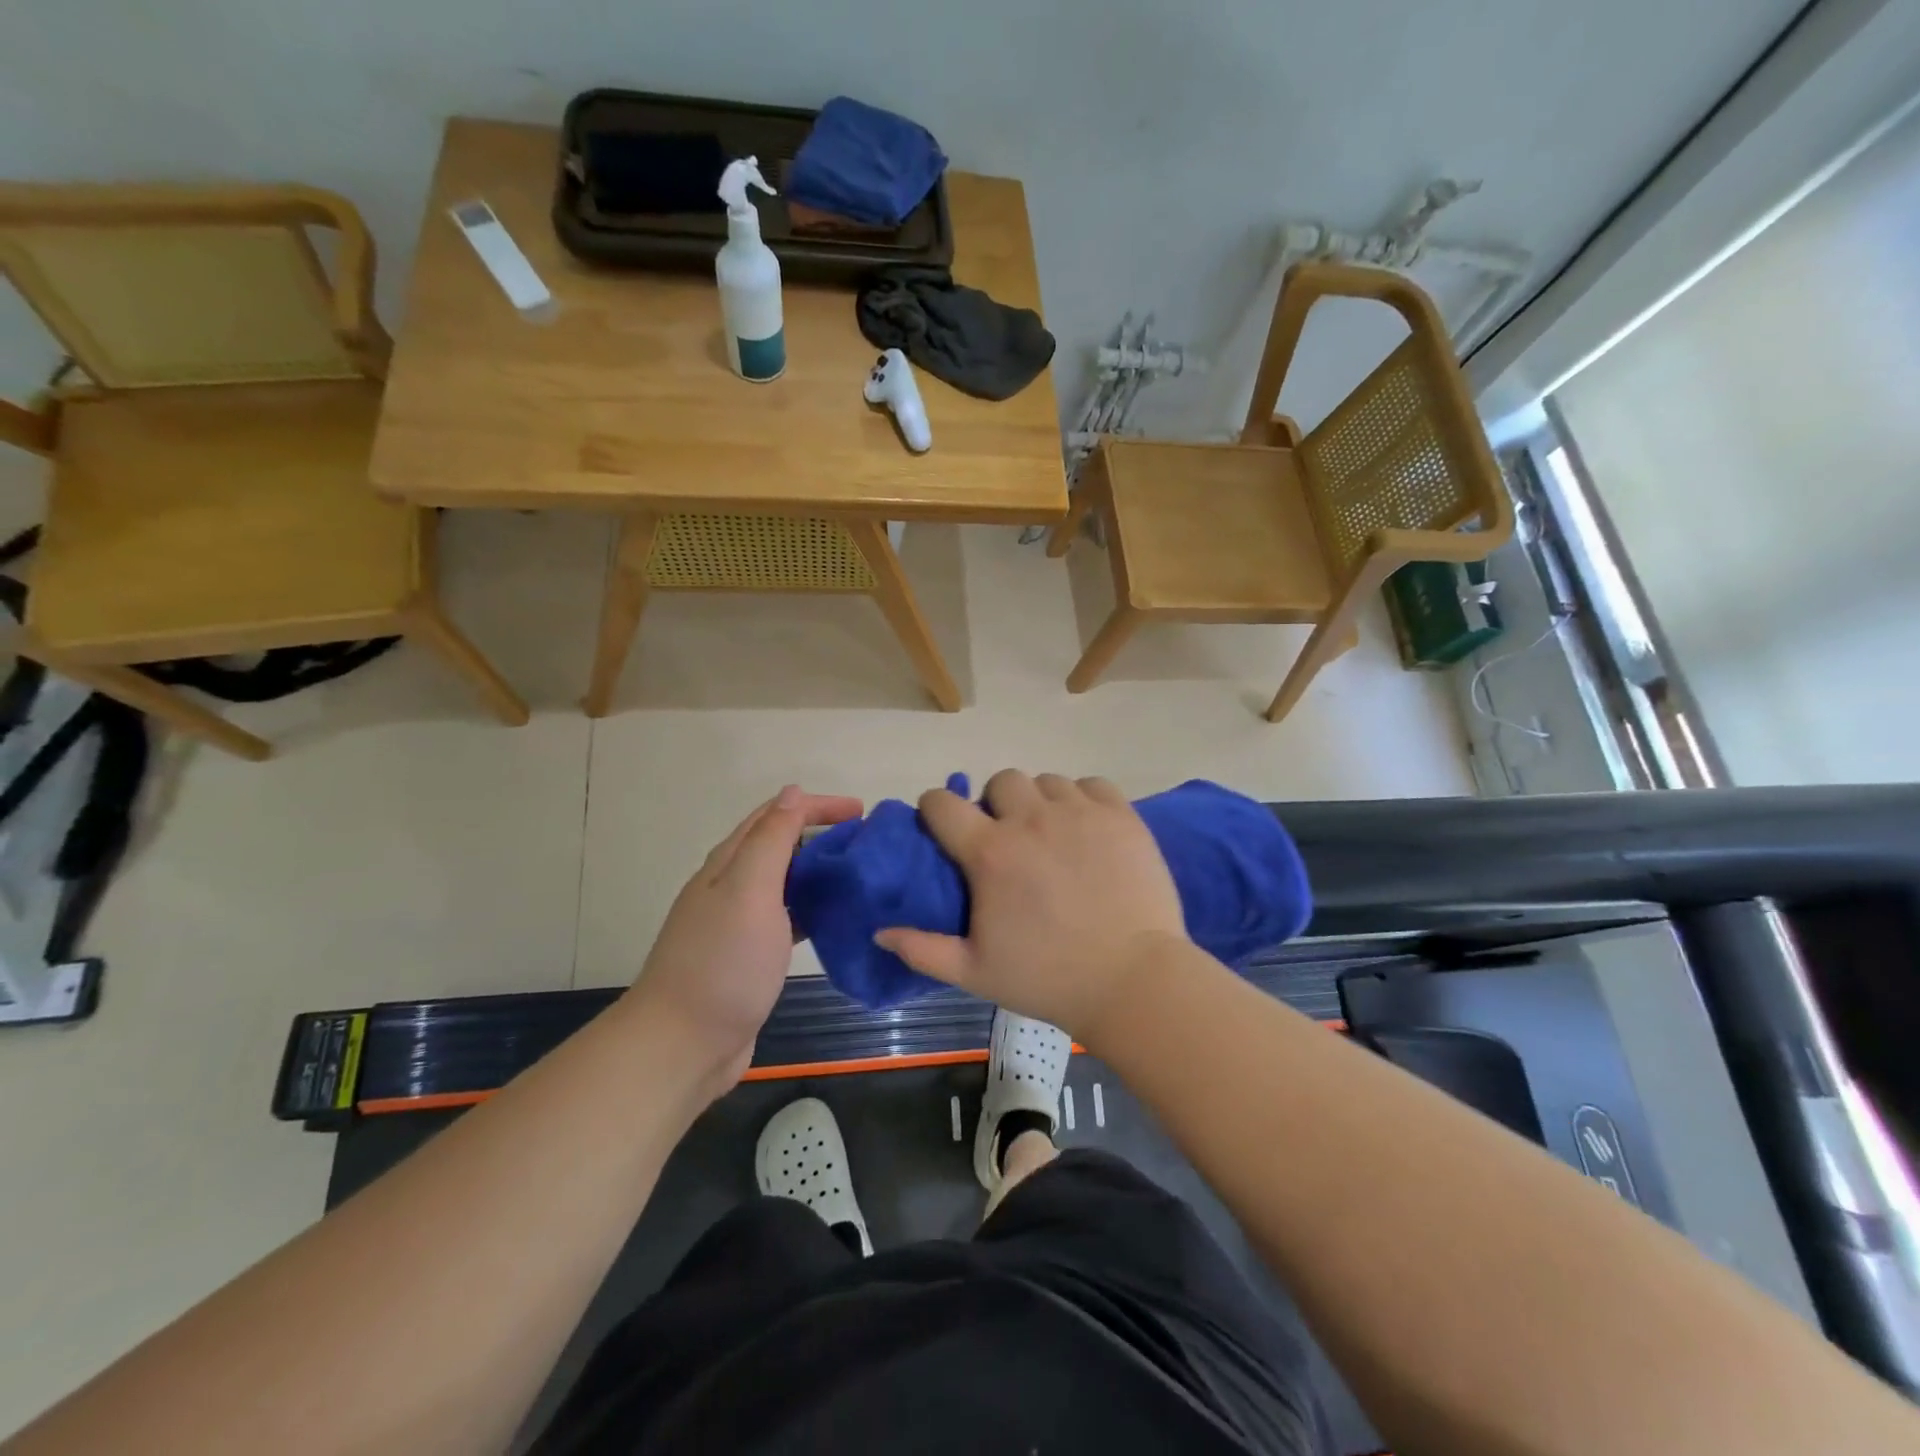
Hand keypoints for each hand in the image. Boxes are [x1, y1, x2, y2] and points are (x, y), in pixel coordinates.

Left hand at [627, 785, 861, 1096]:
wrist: (683, 1044)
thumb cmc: (723, 962)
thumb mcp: (749, 890)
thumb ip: (771, 840)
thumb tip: (792, 793)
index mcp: (729, 864)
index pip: (775, 816)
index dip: (816, 806)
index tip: (860, 811)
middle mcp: (731, 887)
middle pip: (779, 845)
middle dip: (821, 835)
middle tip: (866, 843)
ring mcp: (739, 923)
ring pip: (786, 882)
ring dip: (819, 871)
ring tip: (858, 875)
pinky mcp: (751, 956)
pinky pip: (789, 917)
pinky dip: (814, 908)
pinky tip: (836, 919)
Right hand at [874, 770, 1187, 1043]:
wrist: (1134, 982)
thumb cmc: (1048, 979)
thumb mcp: (974, 973)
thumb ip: (922, 949)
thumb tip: (879, 932)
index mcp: (990, 853)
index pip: (942, 803)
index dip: (934, 809)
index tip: (942, 827)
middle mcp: (1031, 819)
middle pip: (1000, 780)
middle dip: (994, 802)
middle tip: (1006, 837)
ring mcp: (1080, 813)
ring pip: (1046, 781)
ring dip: (1039, 801)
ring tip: (1050, 834)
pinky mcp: (1121, 816)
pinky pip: (1092, 784)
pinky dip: (1083, 798)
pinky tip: (1087, 829)